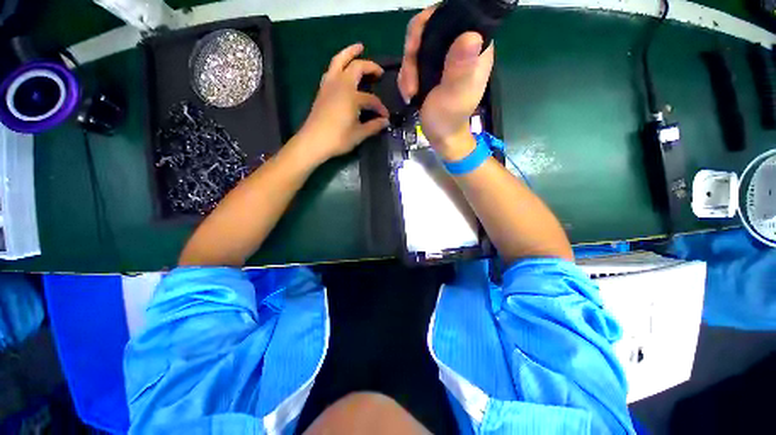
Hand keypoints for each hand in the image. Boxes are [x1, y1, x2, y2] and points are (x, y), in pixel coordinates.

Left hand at [297, 43, 389, 164]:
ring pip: (339, 61)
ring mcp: (329, 85)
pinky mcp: (322, 90)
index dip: (380, 108)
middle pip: (356, 67)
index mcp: (352, 96)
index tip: (385, 117)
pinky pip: (331, 70)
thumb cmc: (338, 139)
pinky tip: (343, 69)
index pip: (371, 99)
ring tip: (359, 48)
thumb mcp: (359, 134)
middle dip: (370, 66)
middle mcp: (340, 85)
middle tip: (379, 71)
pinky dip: (339, 64)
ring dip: (349, 53)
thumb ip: (373, 126)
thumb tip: (385, 122)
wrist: (313, 141)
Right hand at [397, 6, 493, 160]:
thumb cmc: (449, 120)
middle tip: (410, 80)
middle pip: (429, 29)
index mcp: (475, 48)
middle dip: (412, 53)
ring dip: (407, 69)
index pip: (452, 15)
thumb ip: (460, 68)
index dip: (429, 24)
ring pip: (418, 45)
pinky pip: (413, 61)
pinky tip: (409, 92)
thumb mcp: (454, 96)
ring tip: (409, 92)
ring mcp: (445, 58)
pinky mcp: (433, 69)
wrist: (441, 137)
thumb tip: (471, 35)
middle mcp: (460, 46)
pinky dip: (407, 76)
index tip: (414, 48)